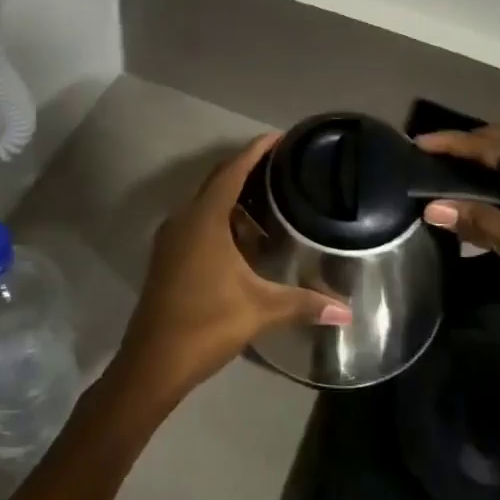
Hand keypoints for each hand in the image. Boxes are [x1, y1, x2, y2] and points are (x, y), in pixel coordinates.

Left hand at [110, 133, 350, 409]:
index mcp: (204, 219)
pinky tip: (243, 242)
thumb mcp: (260, 309)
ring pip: (205, 205)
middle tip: (282, 168)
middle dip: (246, 170)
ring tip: (270, 205)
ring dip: (233, 200)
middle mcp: (183, 219)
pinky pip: (197, 223)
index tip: (279, 137)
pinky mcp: (167, 257)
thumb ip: (304, 303)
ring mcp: (171, 239)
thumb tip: (347, 312)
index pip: (232, 170)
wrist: (152, 362)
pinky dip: (221, 221)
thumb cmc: (206, 323)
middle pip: (216, 181)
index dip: (255, 151)